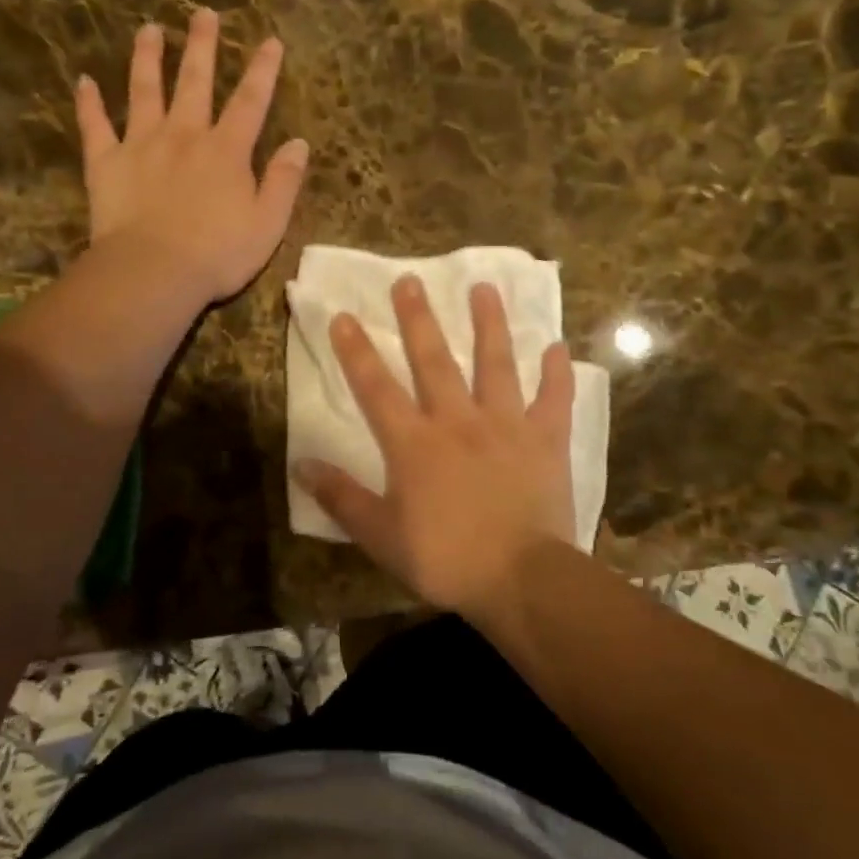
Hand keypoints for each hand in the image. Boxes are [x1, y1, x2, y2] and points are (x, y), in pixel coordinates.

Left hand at [75, 9, 308, 304]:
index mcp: (226, 151)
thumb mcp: (268, 223)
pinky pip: (95, 127)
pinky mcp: (106, 163)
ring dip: (147, 58)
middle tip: (203, 13)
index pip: (250, 101)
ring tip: (149, 29)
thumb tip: (298, 143)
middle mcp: (184, 135)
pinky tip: (84, 81)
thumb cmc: (218, 254)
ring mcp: (141, 145)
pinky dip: (89, 104)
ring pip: (144, 91)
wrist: (154, 272)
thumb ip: (284, 181)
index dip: (263, 70)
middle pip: (195, 82)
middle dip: (202, 46)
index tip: (270, 40)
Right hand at [294, 276, 577, 616]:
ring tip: (484, 288)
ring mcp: (506, 425)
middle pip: (434, 360)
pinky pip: (554, 400)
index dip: (356, 351)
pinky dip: (557, 374)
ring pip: (496, 364)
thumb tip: (301, 463)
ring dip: (489, 325)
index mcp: (414, 442)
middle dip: (418, 319)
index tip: (344, 315)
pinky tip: (557, 347)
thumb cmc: (445, 558)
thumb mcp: (380, 534)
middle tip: (409, 279)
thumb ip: (341, 496)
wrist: (521, 578)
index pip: (376, 388)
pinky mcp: (545, 440)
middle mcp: (457, 420)